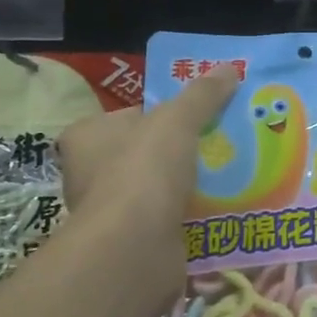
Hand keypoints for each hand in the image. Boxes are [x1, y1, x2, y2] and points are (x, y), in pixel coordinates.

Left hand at [56, 72, 237, 308]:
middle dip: (179, 152)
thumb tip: (229, 68)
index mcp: (87, 138)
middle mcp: (89, 174)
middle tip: (219, 144)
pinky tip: (223, 210)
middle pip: (145, 154)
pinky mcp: (131, 245)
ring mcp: (110, 214)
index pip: (127, 117)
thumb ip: (202, 95)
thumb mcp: (178, 120)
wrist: (135, 249)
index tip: (195, 117)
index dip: (160, 114)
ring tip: (230, 175)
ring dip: (188, 187)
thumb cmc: (144, 171)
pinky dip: (191, 218)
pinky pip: (168, 223)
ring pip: (158, 190)